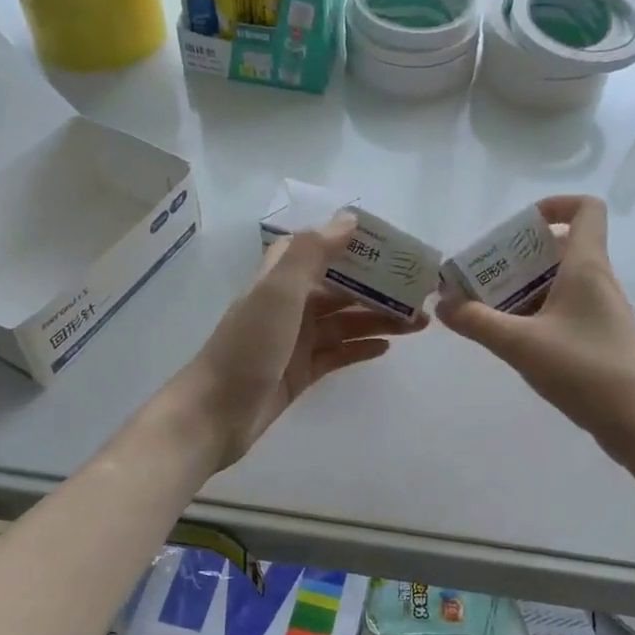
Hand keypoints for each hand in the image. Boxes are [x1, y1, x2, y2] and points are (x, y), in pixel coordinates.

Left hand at [179, 216, 426, 469]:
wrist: (215, 414)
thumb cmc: (248, 347)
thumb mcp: (278, 292)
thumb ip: (312, 253)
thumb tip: (349, 220)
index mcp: (280, 280)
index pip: (319, 249)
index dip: (352, 244)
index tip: (391, 247)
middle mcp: (288, 306)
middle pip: (340, 289)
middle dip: (378, 288)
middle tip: (419, 294)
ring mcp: (295, 341)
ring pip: (345, 323)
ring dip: (379, 319)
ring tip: (418, 324)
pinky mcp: (301, 373)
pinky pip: (338, 354)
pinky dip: (361, 348)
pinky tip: (388, 348)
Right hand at [438, 195, 634, 463]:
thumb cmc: (583, 370)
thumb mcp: (520, 344)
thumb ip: (477, 322)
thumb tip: (443, 304)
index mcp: (586, 267)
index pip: (586, 209)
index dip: (555, 205)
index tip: (520, 227)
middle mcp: (598, 281)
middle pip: (562, 248)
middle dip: (521, 257)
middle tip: (486, 276)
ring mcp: (602, 311)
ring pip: (561, 283)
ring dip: (526, 288)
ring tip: (490, 309)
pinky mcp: (601, 338)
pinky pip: (566, 310)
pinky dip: (538, 314)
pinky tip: (514, 340)